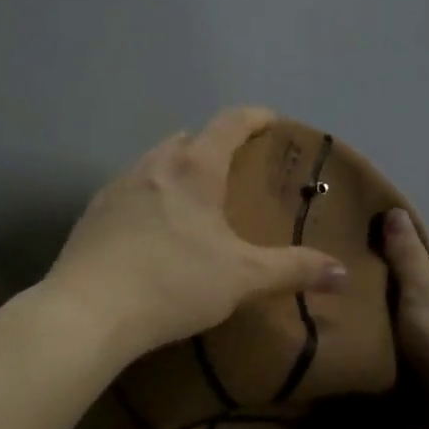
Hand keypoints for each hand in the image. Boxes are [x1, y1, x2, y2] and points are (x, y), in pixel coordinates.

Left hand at [48, 107, 348, 361]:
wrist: (87, 311)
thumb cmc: (173, 283)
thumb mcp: (242, 279)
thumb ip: (293, 270)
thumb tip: (341, 273)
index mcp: (194, 168)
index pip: (229, 123)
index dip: (254, 117)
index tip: (270, 120)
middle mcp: (154, 165)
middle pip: (189, 138)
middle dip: (214, 145)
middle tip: (234, 169)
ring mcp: (117, 185)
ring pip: (155, 162)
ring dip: (178, 168)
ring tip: (194, 199)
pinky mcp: (93, 212)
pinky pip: (130, 189)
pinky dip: (150, 194)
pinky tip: (152, 228)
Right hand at [379, 208, 428, 428]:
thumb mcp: (423, 294)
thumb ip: (405, 255)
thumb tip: (394, 210)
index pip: (428, 268)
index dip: (398, 275)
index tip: (368, 284)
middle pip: (420, 298)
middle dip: (393, 307)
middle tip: (360, 310)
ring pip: (415, 330)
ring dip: (393, 336)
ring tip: (362, 336)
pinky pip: (416, 357)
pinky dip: (398, 359)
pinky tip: (375, 359)